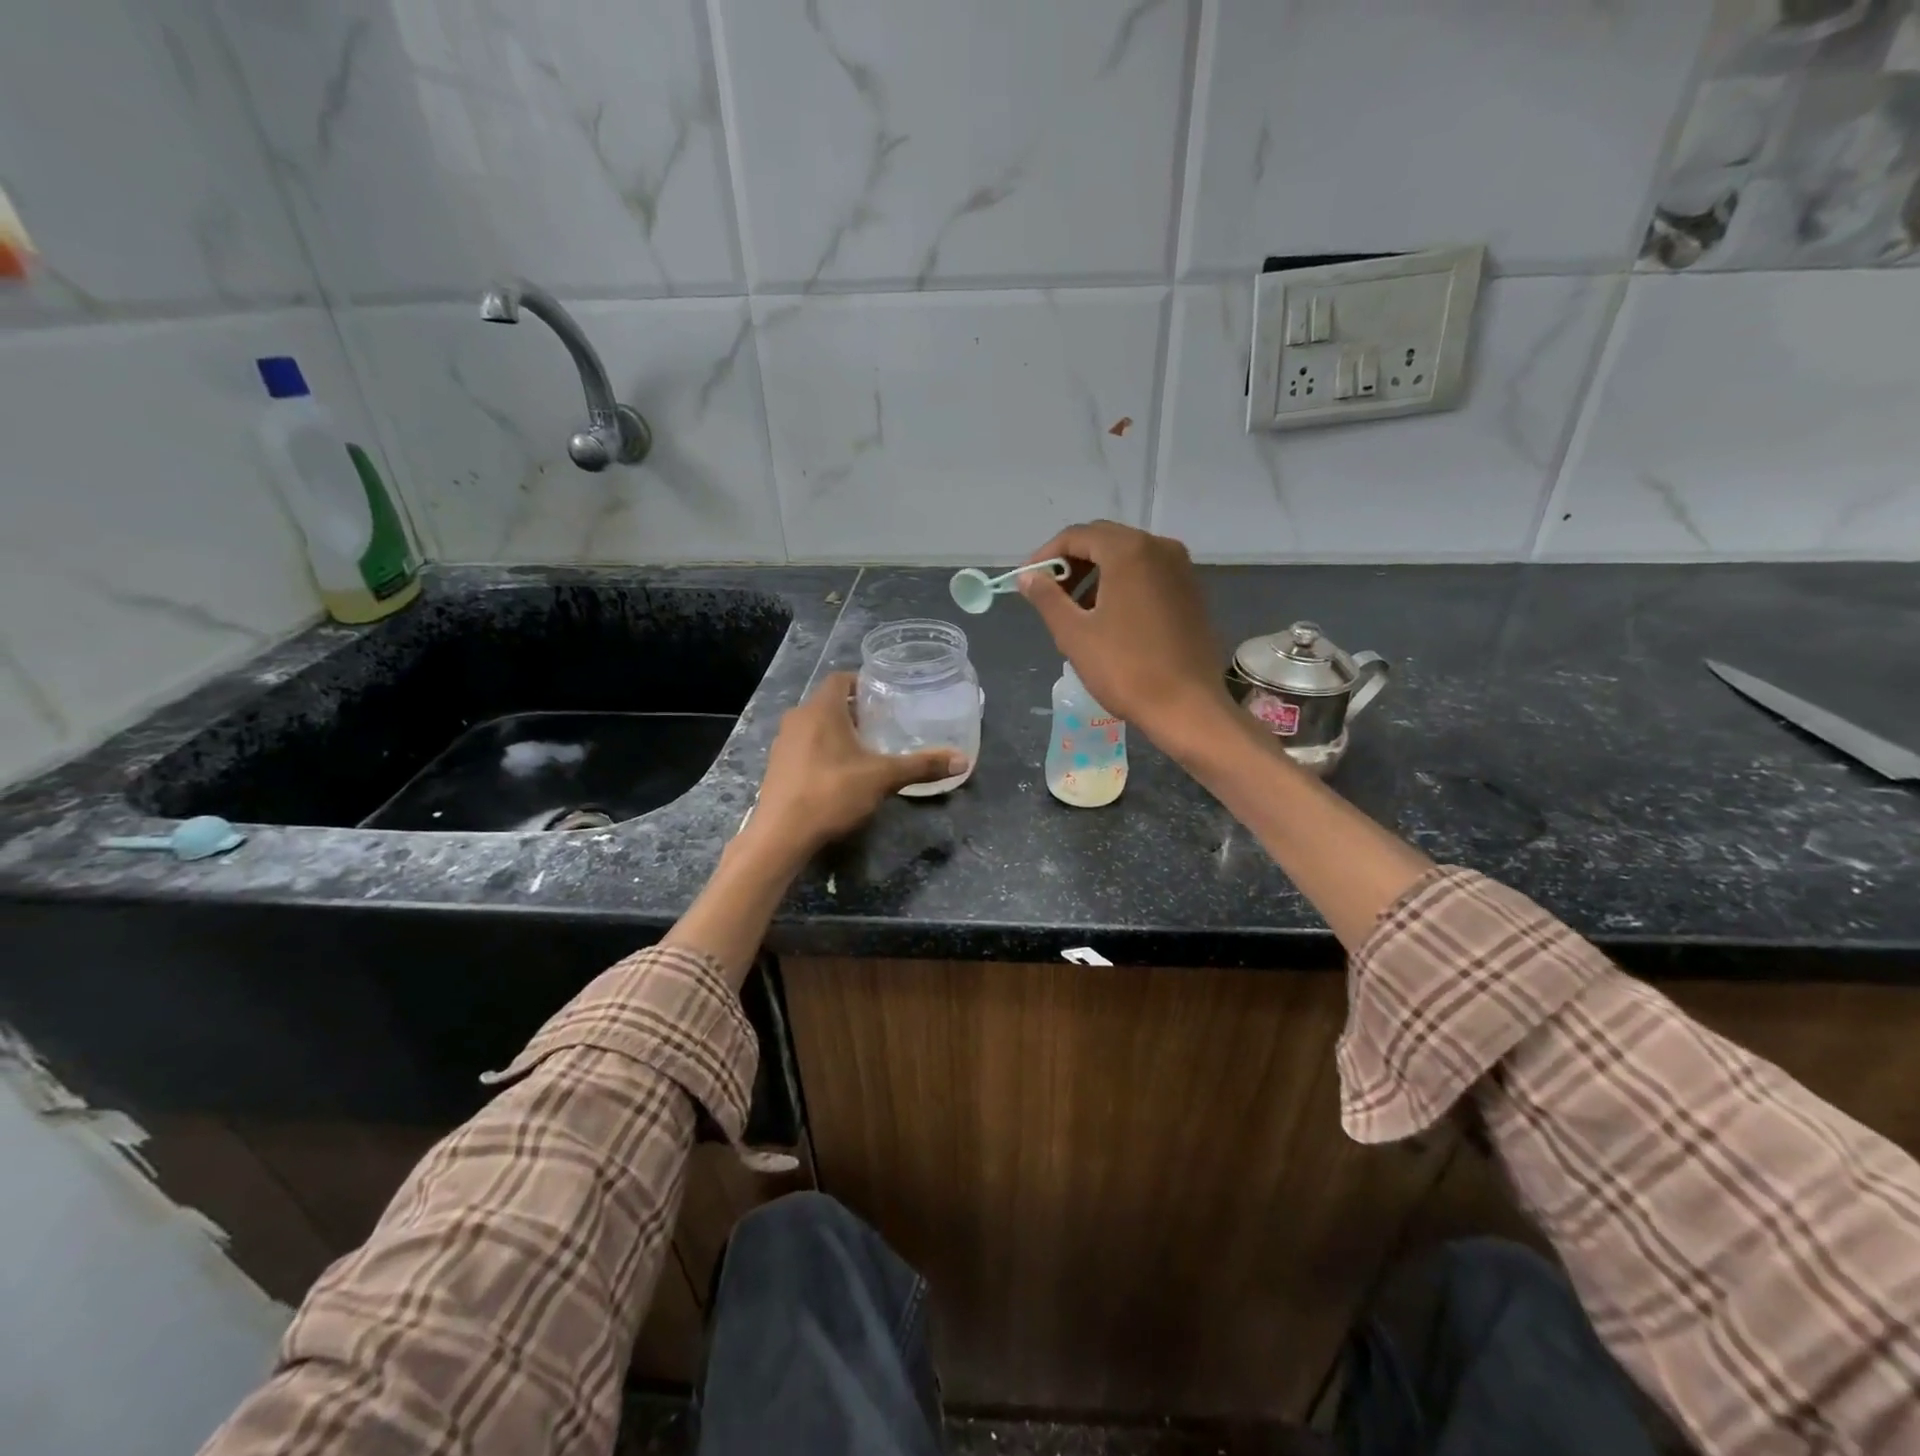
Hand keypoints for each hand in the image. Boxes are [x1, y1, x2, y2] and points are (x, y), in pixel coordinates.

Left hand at [748, 673, 966, 856]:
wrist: (781, 835)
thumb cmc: (832, 793)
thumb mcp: (883, 778)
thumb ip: (921, 765)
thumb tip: (962, 760)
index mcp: (821, 709)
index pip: (840, 679)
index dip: (862, 683)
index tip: (883, 695)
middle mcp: (797, 718)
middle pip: (828, 703)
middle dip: (853, 711)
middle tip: (881, 724)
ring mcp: (782, 743)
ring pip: (814, 726)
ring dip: (836, 732)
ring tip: (863, 749)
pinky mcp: (776, 767)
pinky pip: (803, 747)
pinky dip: (822, 751)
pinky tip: (839, 774)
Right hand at [1019, 520, 1237, 756]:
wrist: (1187, 706)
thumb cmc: (1126, 669)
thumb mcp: (1074, 634)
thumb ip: (1047, 598)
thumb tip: (1028, 577)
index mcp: (1129, 551)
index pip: (1077, 536)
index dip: (1046, 556)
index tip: (1028, 581)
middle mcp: (1160, 548)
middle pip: (1104, 541)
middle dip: (1072, 563)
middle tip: (1049, 595)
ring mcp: (1181, 569)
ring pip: (1127, 557)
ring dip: (1096, 575)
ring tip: (1076, 612)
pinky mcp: (1191, 592)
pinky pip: (1148, 574)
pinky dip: (1122, 585)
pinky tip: (1109, 618)